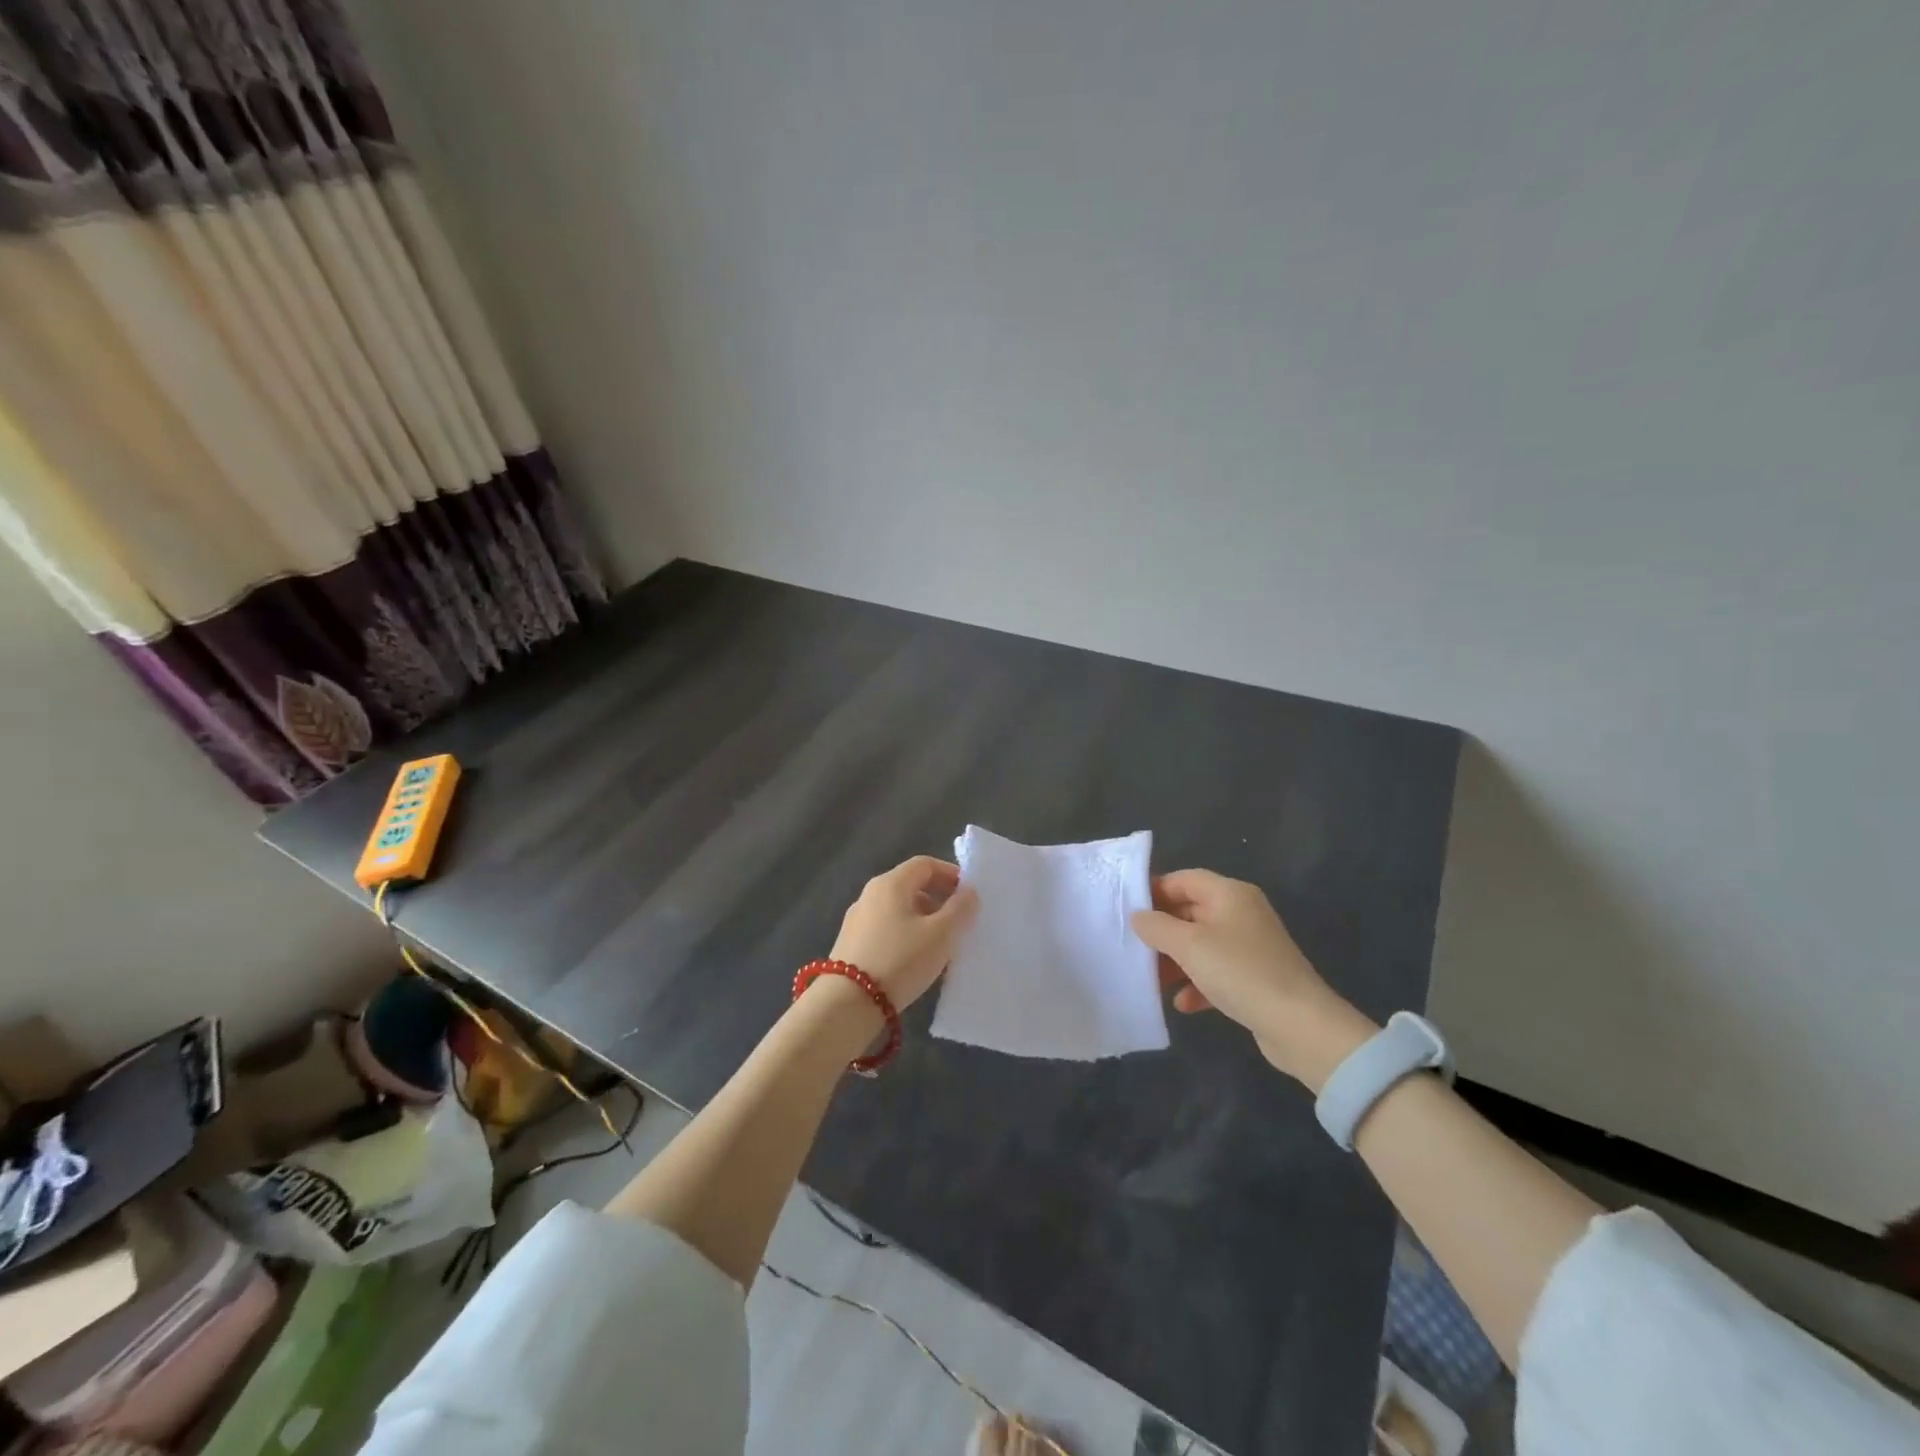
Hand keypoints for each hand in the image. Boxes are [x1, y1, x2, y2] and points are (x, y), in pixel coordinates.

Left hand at [828, 856, 977, 1012]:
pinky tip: (915, 958)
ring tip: (941, 943)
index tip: (969, 895)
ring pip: (898, 907)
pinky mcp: (851, 942)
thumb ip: (960, 909)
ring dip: (923, 917)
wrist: (848, 1002)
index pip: (925, 864)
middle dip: (938, 897)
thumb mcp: (941, 935)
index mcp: (891, 883)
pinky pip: (886, 926)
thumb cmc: (900, 960)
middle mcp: (870, 893)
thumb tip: (968, 892)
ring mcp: (857, 918)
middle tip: (959, 920)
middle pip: (910, 884)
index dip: (951, 874)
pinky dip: (906, 932)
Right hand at [1131, 869, 1375, 1089]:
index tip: (1127, 909)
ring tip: (1153, 978)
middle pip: (1191, 911)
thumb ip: (1157, 926)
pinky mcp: (1256, 977)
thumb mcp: (1189, 945)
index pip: (1185, 879)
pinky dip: (1198, 983)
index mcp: (1230, 894)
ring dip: (1176, 960)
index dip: (1155, 890)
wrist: (1300, 1025)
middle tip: (1134, 946)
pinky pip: (1217, 971)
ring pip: (1202, 944)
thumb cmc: (1240, 971)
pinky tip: (1183, 1003)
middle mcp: (1241, 913)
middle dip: (1163, 930)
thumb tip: (1138, 916)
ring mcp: (1250, 946)